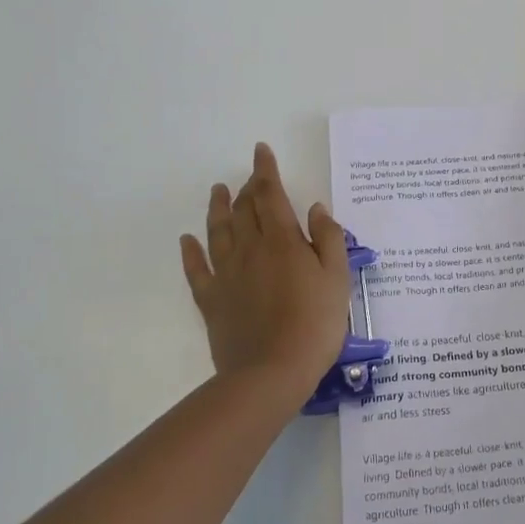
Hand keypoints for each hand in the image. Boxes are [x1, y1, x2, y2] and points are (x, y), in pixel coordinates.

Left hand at [180, 143, 351, 395]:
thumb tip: (315, 209)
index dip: (266, 171)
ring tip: (217, 191)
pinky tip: (187, 240)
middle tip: (251, 177)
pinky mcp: (211, 300)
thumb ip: (329, 239)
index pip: (271, 195)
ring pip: (218, 231)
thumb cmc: (315, 323)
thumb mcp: (337, 278)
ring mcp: (226, 274)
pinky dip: (190, 252)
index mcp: (282, 240)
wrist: (271, 372)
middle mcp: (250, 249)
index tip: (261, 151)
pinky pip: (196, 269)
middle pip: (244, 209)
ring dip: (218, 208)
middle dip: (248, 188)